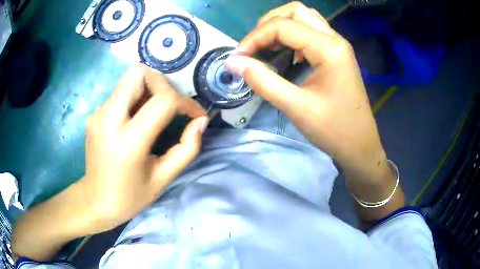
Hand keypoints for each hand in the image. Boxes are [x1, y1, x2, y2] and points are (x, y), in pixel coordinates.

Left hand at [81, 64, 207, 231]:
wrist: (96, 201)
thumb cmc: (130, 196)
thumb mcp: (163, 178)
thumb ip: (187, 149)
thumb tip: (201, 121)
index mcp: (128, 141)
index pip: (163, 101)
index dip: (186, 102)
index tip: (195, 115)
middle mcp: (109, 119)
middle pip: (138, 73)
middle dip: (161, 82)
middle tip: (171, 104)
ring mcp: (98, 114)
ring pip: (129, 79)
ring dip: (149, 89)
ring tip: (155, 113)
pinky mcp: (95, 114)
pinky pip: (121, 93)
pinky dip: (135, 99)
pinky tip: (137, 121)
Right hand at [226, 2, 385, 176]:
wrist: (360, 145)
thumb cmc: (333, 130)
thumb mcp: (295, 107)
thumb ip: (262, 80)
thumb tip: (232, 62)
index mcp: (329, 48)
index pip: (283, 26)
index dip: (255, 37)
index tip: (238, 57)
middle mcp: (334, 39)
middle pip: (296, 11)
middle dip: (268, 23)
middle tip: (254, 47)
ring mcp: (337, 45)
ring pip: (304, 18)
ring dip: (281, 26)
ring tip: (266, 47)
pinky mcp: (336, 54)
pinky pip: (311, 32)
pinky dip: (292, 36)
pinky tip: (286, 54)